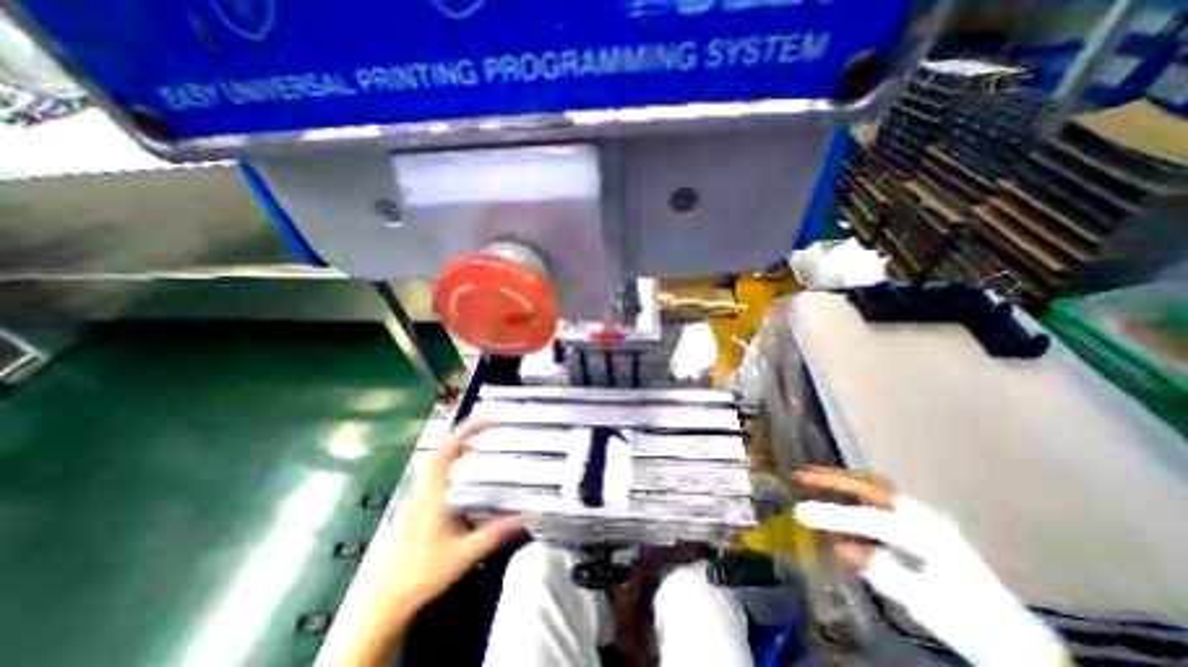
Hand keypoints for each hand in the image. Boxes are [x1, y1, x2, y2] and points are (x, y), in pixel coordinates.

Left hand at [385, 423, 523, 613]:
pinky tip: (474, 479)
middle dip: (471, 434)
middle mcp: (426, 487)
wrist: (388, 600)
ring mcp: (421, 495)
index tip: (495, 422)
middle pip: (446, 448)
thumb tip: (524, 519)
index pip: (449, 447)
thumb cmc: (424, 573)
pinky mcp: (421, 505)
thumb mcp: (465, 554)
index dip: (470, 428)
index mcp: (435, 491)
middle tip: (497, 433)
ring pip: (442, 460)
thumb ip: (494, 534)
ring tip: (489, 448)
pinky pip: (441, 473)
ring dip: (464, 448)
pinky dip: (459, 464)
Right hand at [787, 468, 1067, 666]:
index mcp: (930, 536)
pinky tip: (841, 495)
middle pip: (871, 488)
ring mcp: (923, 518)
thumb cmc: (972, 624)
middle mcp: (924, 517)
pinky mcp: (920, 525)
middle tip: (800, 475)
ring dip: (842, 481)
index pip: (871, 519)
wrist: (1018, 640)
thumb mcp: (928, 606)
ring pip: (875, 488)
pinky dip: (854, 490)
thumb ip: (885, 572)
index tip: (799, 511)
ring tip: (813, 476)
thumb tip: (841, 547)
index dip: (833, 515)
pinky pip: (879, 498)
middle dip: (833, 479)